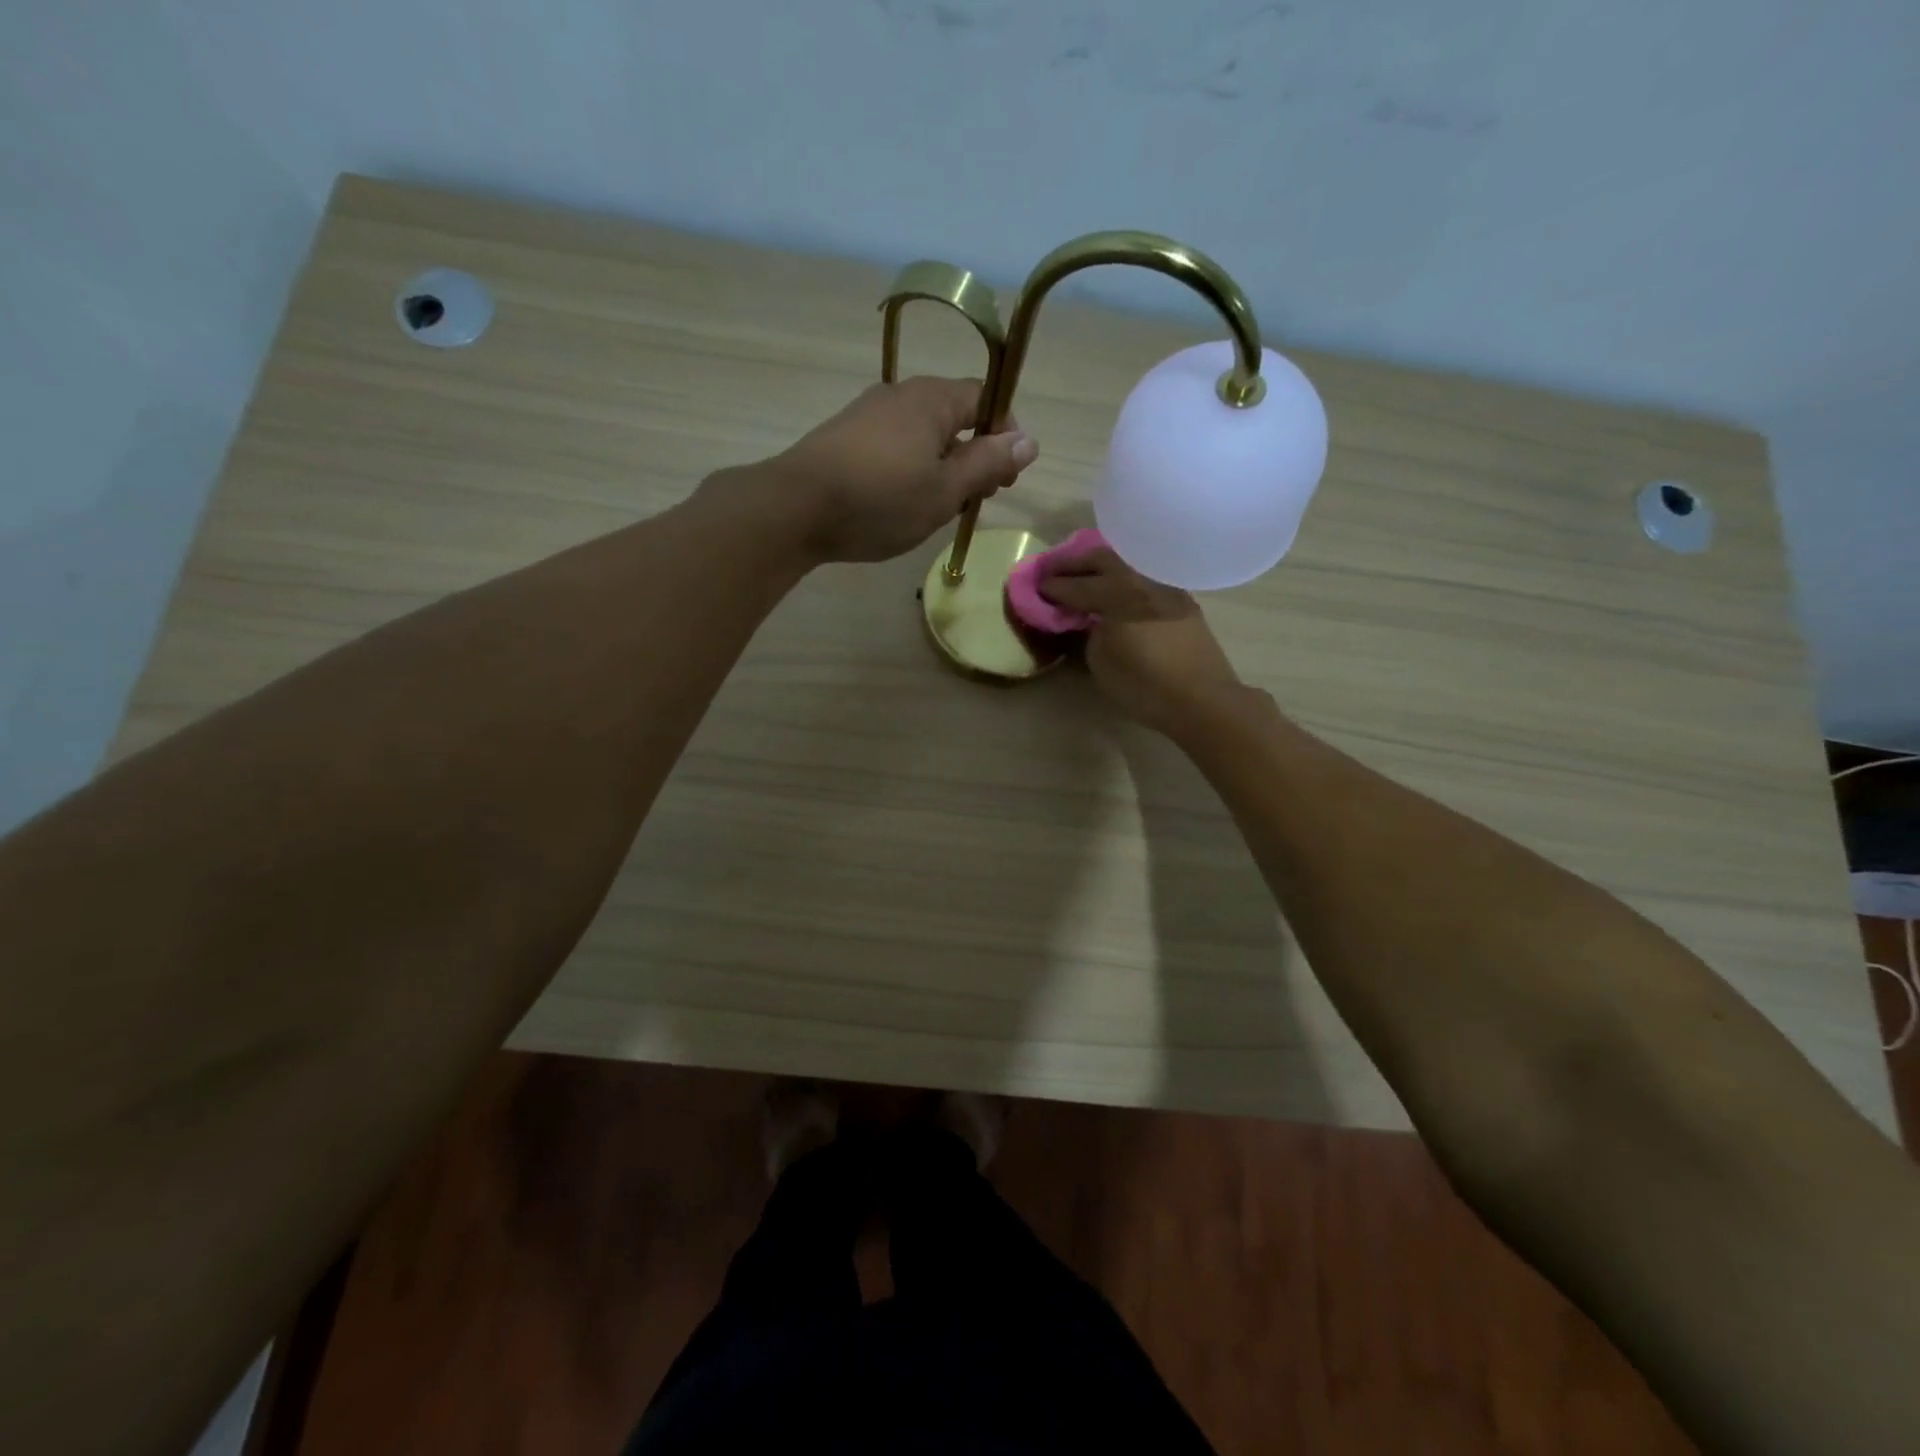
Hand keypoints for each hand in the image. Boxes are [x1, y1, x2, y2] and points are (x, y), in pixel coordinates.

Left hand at [773, 376, 1038, 563]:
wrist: (794, 508)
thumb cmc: (880, 500)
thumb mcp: (945, 490)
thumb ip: (988, 464)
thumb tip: (1029, 441)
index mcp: (932, 399)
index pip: (985, 399)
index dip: (1004, 435)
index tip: (1004, 478)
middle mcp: (901, 394)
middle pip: (954, 416)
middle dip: (974, 454)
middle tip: (975, 499)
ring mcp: (868, 413)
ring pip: (923, 434)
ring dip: (942, 466)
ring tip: (939, 507)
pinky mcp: (845, 437)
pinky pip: (894, 445)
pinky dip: (911, 468)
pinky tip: (901, 502)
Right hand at [1038, 548, 1245, 735]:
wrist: (1203, 699)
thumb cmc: (1146, 685)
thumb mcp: (1101, 662)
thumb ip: (1089, 633)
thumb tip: (1087, 619)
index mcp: (1118, 594)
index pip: (1077, 585)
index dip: (1053, 587)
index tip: (1036, 587)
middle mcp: (1142, 580)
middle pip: (1103, 559)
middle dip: (1074, 563)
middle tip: (1053, 571)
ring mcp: (1165, 586)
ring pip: (1127, 564)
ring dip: (1101, 566)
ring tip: (1083, 576)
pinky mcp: (1180, 599)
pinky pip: (1143, 576)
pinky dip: (1122, 578)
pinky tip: (1114, 591)